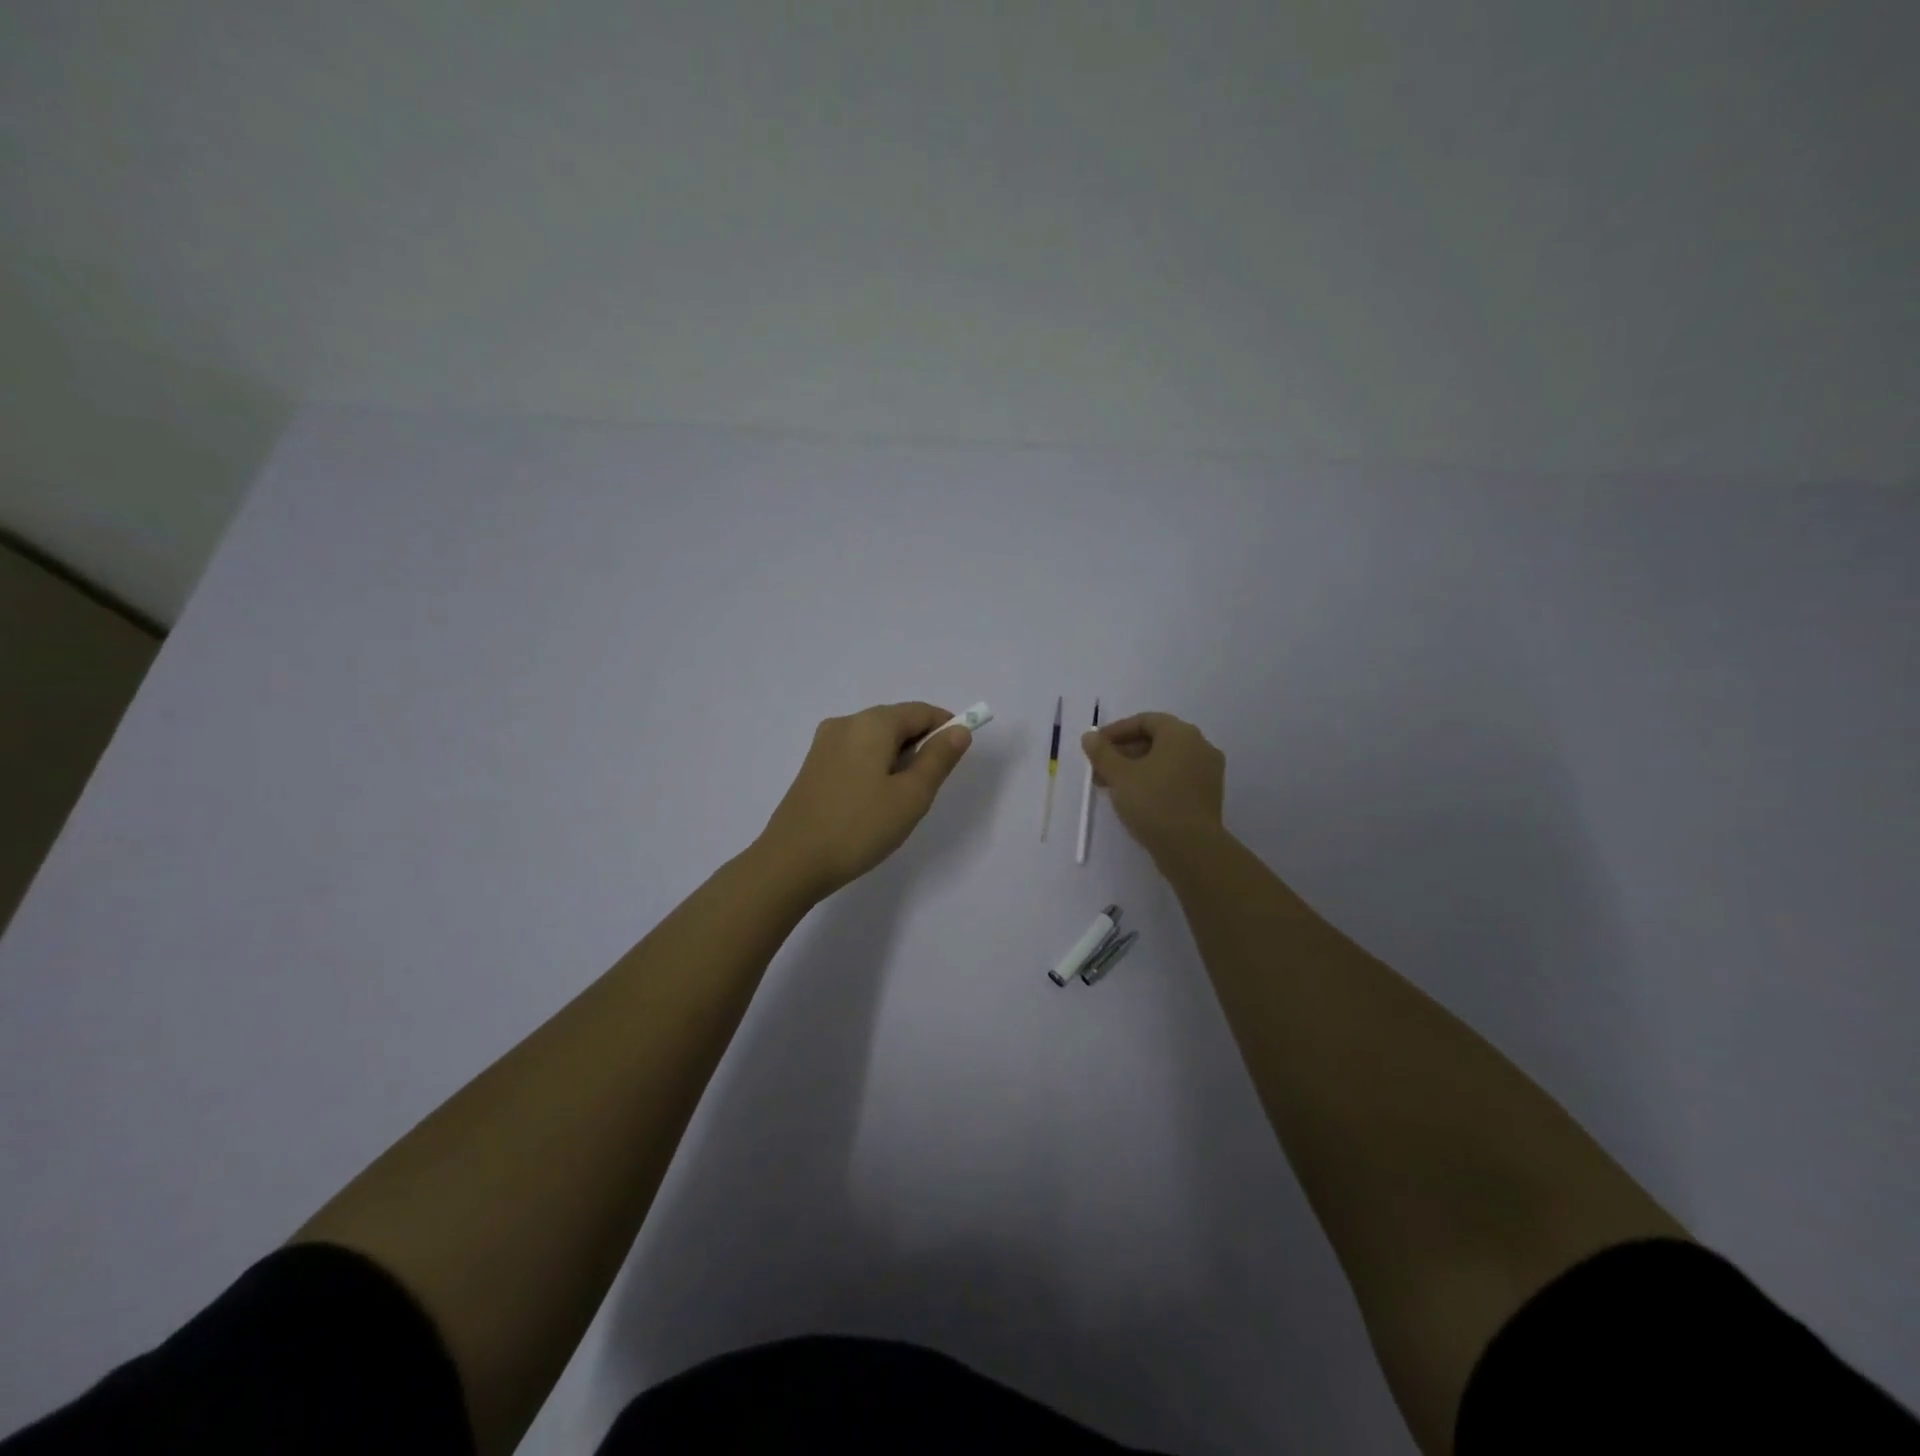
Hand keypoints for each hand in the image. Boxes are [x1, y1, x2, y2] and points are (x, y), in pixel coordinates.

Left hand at [757, 702, 973, 899]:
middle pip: (896, 722)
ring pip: (875, 740)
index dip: (946, 727)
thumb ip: (938, 759)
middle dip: (920, 746)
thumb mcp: (911, 796)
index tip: (958, 757)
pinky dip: (875, 768)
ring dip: (897, 759)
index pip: (920, 711)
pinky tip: (873, 802)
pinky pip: (856, 754)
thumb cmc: (859, 827)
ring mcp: (824, 744)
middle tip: (929, 788)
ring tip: (901, 800)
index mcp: (871, 723)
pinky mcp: (813, 766)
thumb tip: (959, 730)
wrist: (791, 862)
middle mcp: (845, 723)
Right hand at [1081, 712, 1225, 860]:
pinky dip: (1153, 781)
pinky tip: (1133, 799)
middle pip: (1156, 741)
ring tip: (1110, 787)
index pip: (1145, 721)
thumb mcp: (1119, 775)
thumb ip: (1102, 752)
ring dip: (1135, 769)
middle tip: (1099, 769)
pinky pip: (1175, 778)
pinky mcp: (1207, 796)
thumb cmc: (1153, 802)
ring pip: (1165, 762)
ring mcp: (1207, 772)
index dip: (1116, 731)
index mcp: (1181, 734)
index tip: (1095, 746)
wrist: (1191, 848)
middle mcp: (1200, 746)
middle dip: (1123, 753)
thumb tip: (1089, 737)